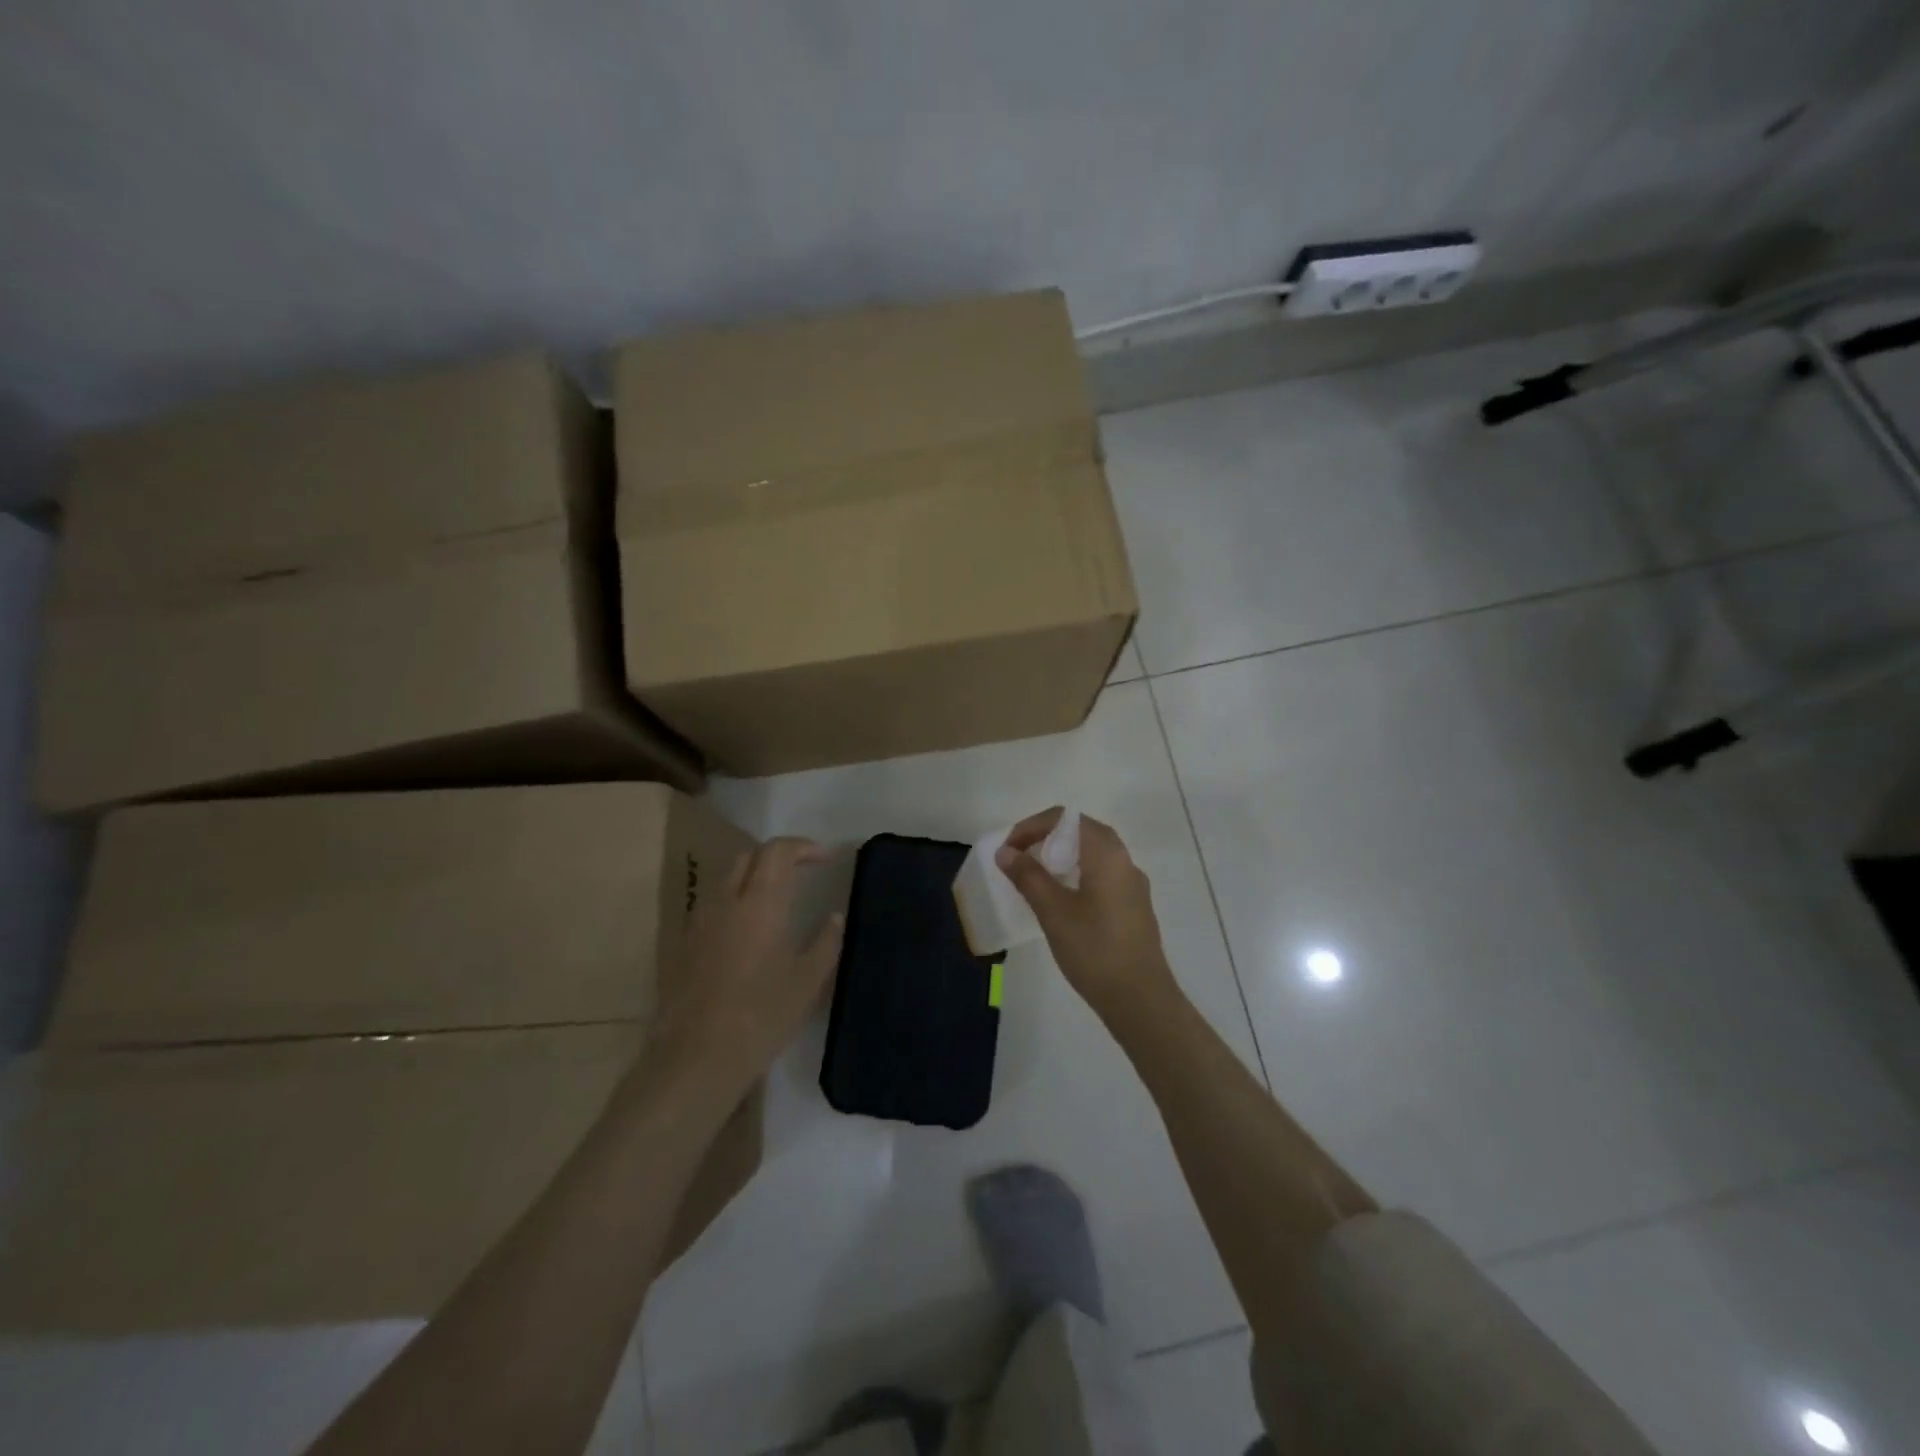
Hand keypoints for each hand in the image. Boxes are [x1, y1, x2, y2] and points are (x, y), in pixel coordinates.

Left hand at [655, 838, 843, 1091]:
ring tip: (779, 896)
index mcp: (759, 903)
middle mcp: (726, 901)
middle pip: (749, 857)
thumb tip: (835, 917)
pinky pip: (714, 904)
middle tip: (803, 871)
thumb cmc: (761, 1016)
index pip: (777, 851)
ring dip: (754, 875)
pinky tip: (750, 928)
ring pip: (727, 878)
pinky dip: (736, 899)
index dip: (802, 846)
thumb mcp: (807, 981)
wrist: (695, 1058)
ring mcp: (700, 922)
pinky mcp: (685, 944)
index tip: (825, 857)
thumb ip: (826, 941)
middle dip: (777, 855)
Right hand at [995, 808, 1179, 1020]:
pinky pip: (1101, 876)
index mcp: (1107, 853)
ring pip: (1092, 855)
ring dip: (1060, 858)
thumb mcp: (1053, 911)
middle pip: (1081, 832)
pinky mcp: (1133, 907)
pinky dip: (1076, 875)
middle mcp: (1124, 860)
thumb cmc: (1094, 949)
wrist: (1141, 1000)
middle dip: (1046, 839)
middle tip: (1019, 860)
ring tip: (1034, 879)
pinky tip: (1060, 903)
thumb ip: (1028, 876)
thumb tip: (1005, 851)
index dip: (1032, 826)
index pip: (1066, 818)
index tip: (1008, 849)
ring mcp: (1132, 885)